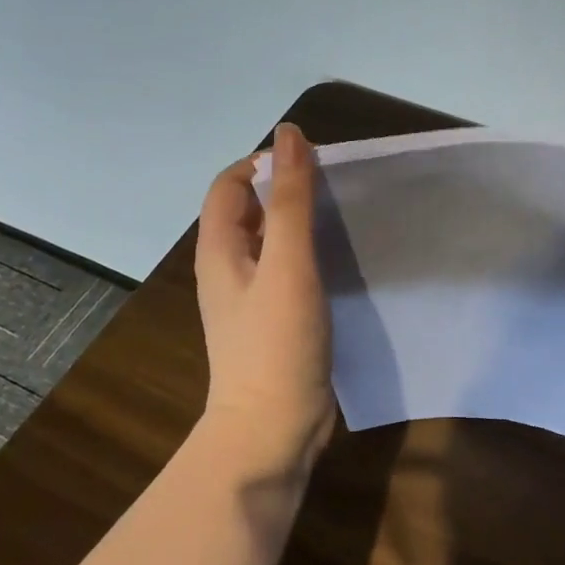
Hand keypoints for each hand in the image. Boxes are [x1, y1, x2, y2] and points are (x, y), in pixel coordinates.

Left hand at [195, 122, 335, 476]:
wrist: (273, 430)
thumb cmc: (276, 343)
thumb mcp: (288, 264)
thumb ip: (291, 200)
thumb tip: (289, 135)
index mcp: (220, 249)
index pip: (230, 184)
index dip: (264, 163)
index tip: (312, 160)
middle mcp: (230, 267)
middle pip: (251, 209)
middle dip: (287, 188)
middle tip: (337, 184)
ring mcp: (253, 296)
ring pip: (273, 240)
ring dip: (301, 220)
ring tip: (344, 213)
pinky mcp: (276, 319)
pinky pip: (289, 269)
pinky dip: (310, 252)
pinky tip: (342, 257)